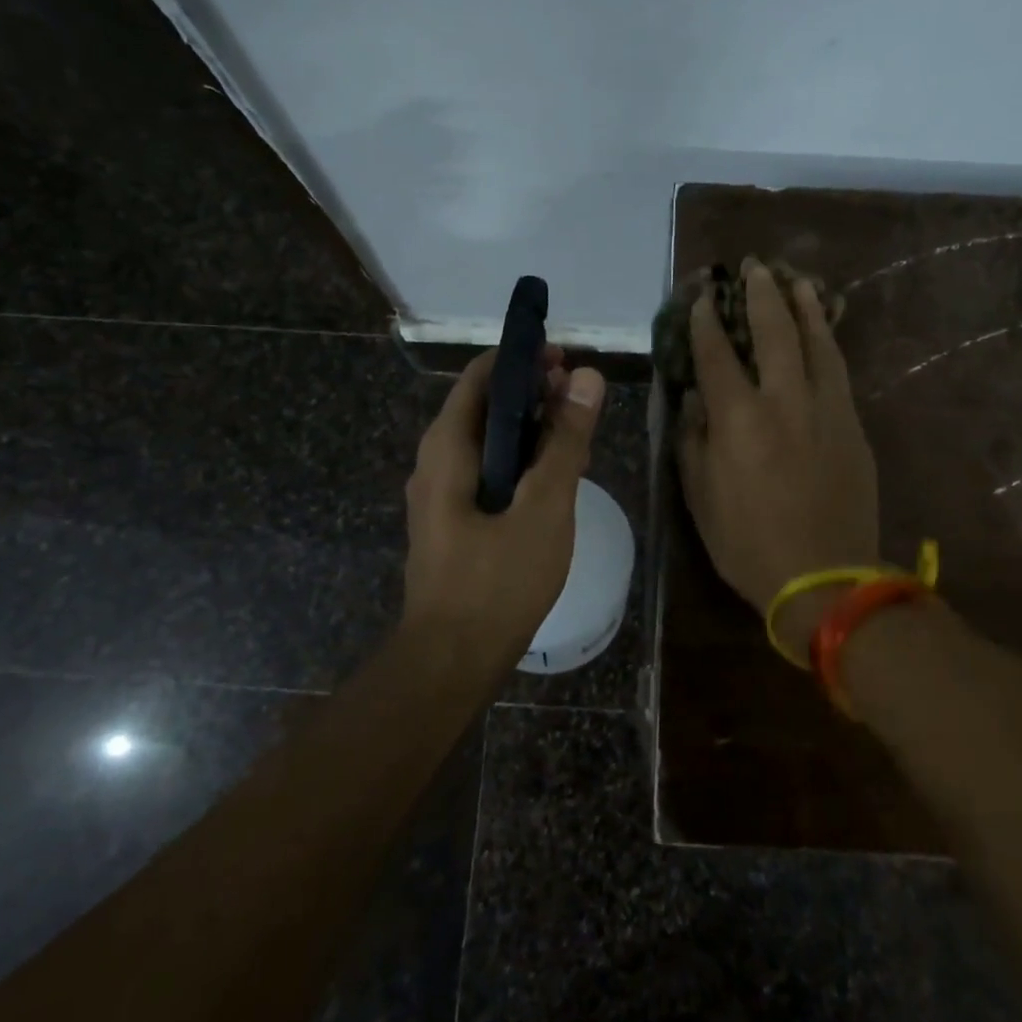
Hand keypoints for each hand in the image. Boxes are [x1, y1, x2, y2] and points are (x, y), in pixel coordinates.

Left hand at [402, 347, 606, 666]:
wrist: (452, 661)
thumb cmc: (498, 580)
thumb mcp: (544, 506)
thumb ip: (566, 441)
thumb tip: (587, 376)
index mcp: (447, 447)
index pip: (481, 375)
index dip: (523, 359)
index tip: (566, 361)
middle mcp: (435, 461)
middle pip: (484, 406)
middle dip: (532, 394)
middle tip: (580, 400)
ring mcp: (440, 494)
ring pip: (488, 441)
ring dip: (530, 429)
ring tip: (575, 435)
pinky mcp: (452, 521)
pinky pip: (486, 472)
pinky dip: (519, 461)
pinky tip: (552, 479)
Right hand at [677, 260, 879, 663]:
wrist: (825, 577)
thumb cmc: (748, 543)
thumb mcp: (700, 497)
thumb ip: (694, 441)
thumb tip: (694, 401)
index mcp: (738, 419)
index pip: (717, 355)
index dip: (705, 322)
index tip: (700, 297)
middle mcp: (783, 401)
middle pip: (773, 332)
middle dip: (760, 294)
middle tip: (753, 266)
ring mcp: (825, 409)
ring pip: (816, 342)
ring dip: (803, 306)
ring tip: (796, 278)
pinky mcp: (852, 424)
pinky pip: (838, 370)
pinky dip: (828, 341)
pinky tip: (823, 330)